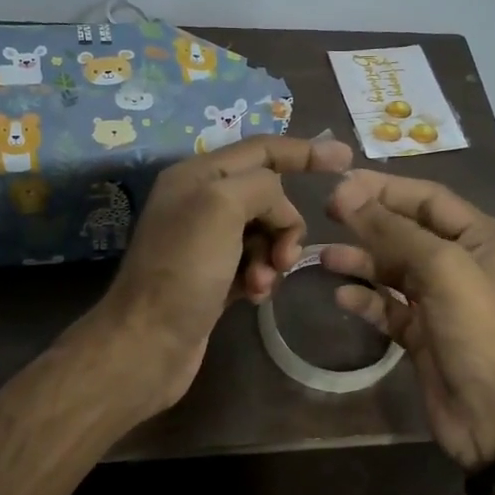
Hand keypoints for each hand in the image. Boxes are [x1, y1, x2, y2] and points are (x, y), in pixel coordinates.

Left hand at [95, 135, 354, 409]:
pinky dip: (261, 276)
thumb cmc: (183, 270)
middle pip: (267, 195)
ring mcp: (205, 242)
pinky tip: (254, 297)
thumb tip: (278, 208)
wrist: (147, 344)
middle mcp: (199, 202)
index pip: (261, 149)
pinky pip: (254, 263)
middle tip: (283, 256)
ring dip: (273, 255)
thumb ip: (261, 188)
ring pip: (265, 233)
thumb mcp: (221, 207)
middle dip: (285, 222)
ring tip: (261, 283)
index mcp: (197, 175)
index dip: (304, 151)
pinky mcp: (212, 278)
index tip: (347, 160)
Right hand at [321, 172, 494, 469]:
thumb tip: (348, 193)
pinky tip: (341, 296)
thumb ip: (394, 230)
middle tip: (326, 213)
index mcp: (484, 238)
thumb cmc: (481, 332)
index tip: (340, 185)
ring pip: (395, 270)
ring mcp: (443, 302)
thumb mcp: (443, 269)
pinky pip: (389, 308)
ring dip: (361, 262)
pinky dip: (366, 300)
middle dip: (369, 222)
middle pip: (409, 231)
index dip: (384, 189)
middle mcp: (465, 264)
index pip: (428, 199)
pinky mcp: (424, 335)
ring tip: (323, 257)